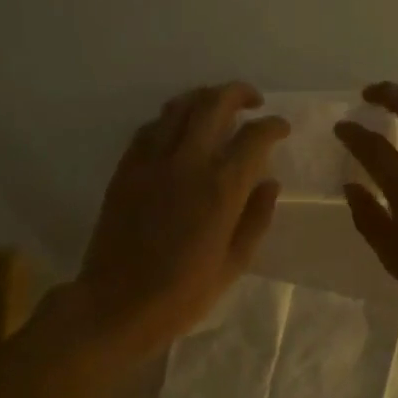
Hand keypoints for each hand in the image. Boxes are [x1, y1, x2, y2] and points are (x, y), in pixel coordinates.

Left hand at [72, 82, 287, 363]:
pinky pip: (150, 128)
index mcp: (220, 187)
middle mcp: (187, 162)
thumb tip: (269, 182)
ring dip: (203, 98)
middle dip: (238, 93)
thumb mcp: (234, 264)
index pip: (254, 136)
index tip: (281, 128)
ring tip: (217, 107)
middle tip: (253, 101)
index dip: (273, 125)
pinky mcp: (126, 168)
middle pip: (214, 103)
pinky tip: (179, 131)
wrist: (116, 304)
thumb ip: (256, 218)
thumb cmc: (182, 294)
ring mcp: (151, 161)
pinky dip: (171, 120)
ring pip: (178, 107)